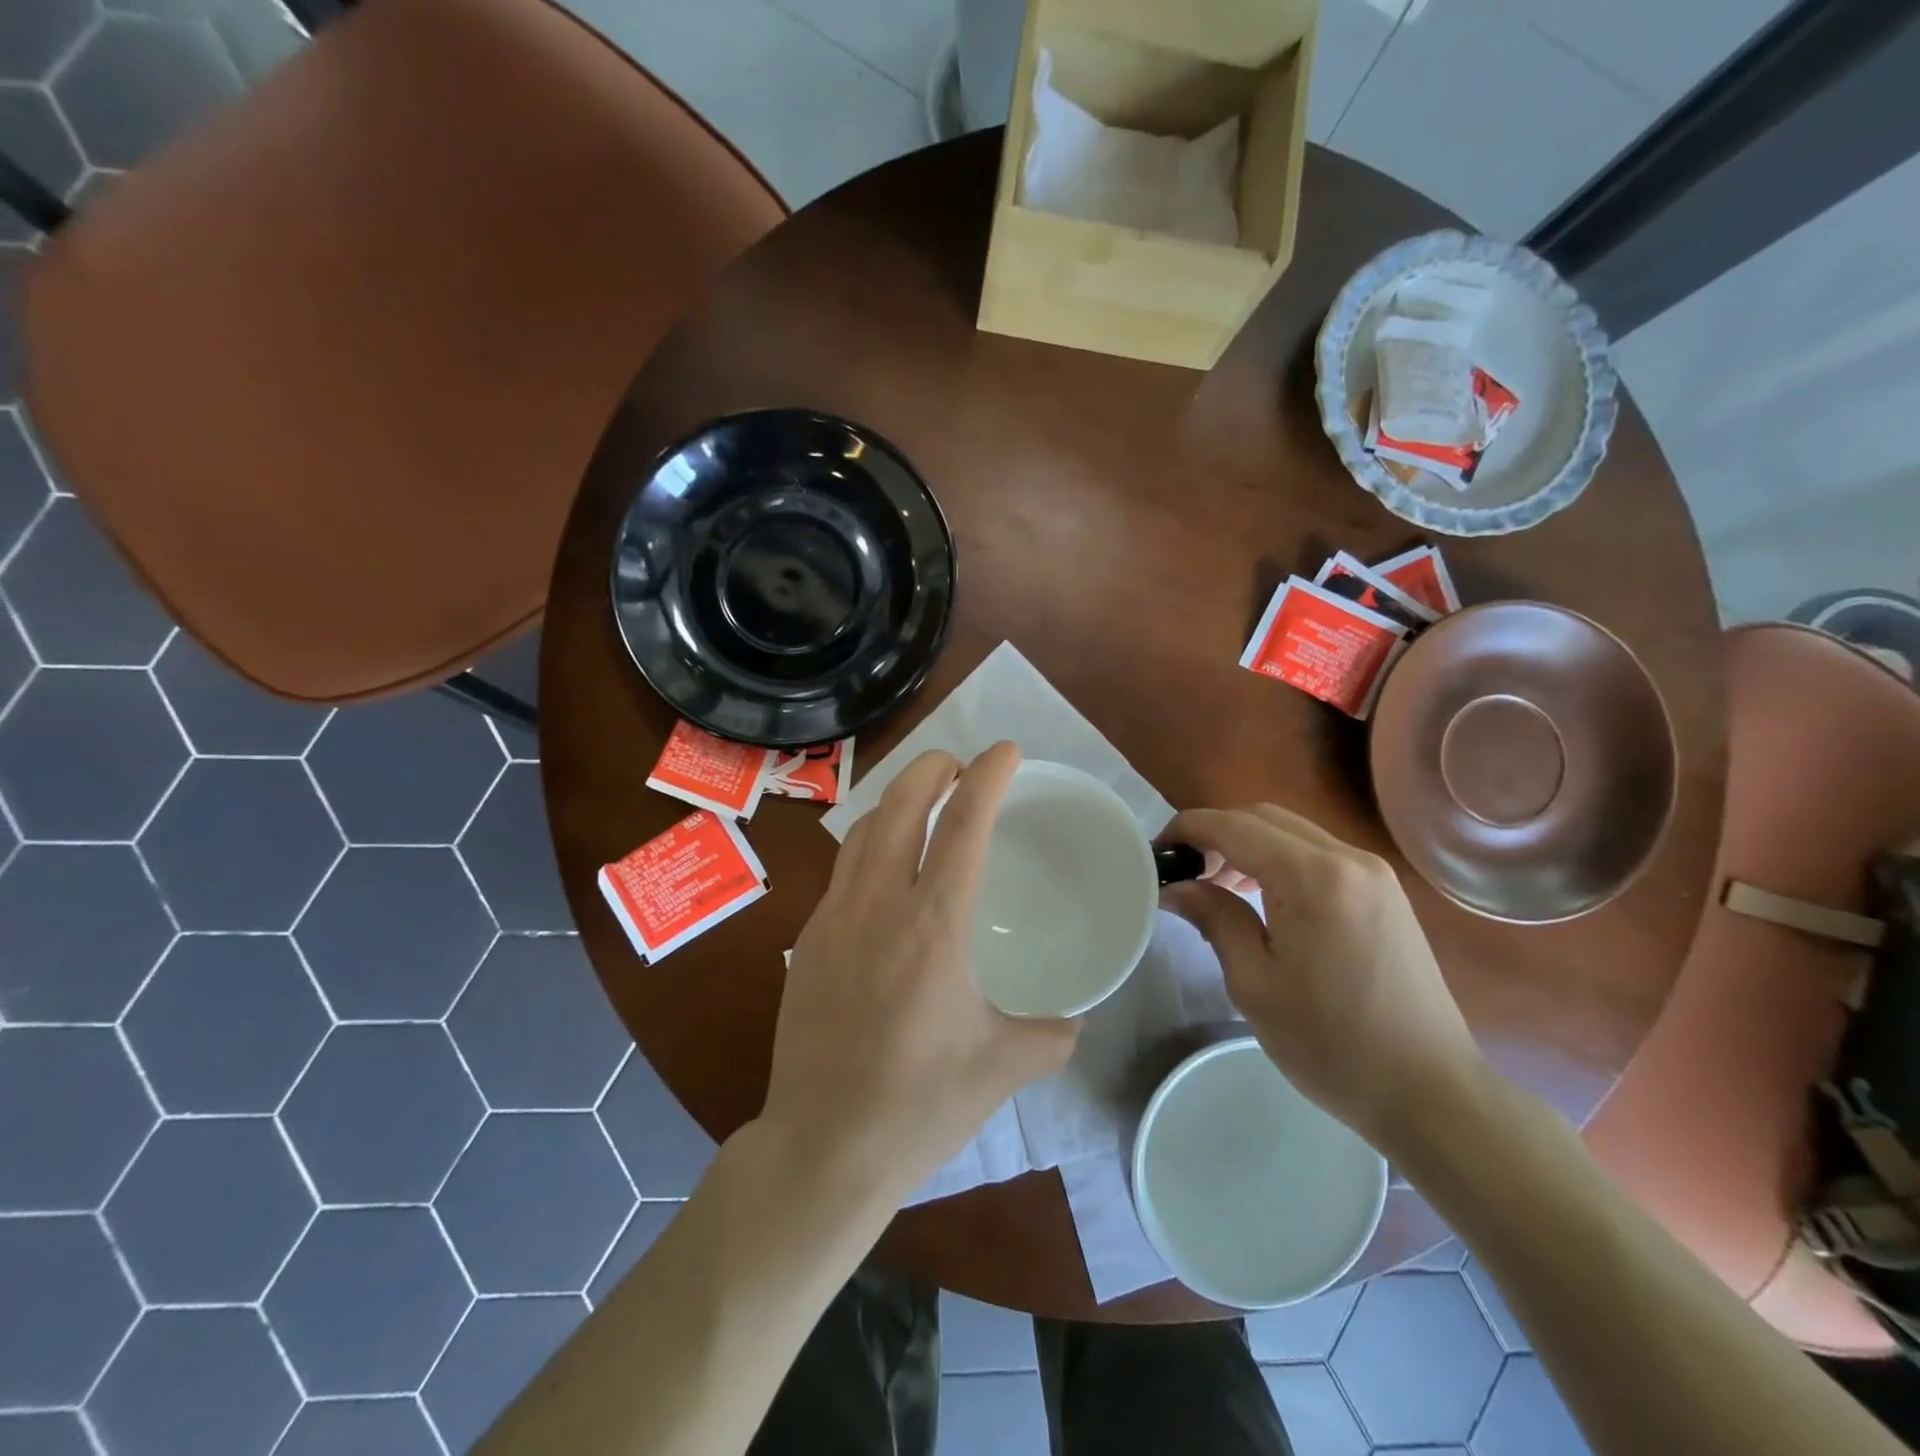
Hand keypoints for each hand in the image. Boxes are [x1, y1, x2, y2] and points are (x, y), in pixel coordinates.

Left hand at [761, 743, 1079, 1205]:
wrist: (822, 1148)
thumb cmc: (918, 1105)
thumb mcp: (1002, 1068)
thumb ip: (1050, 1035)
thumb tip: (1075, 1020)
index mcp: (932, 925)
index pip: (963, 825)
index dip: (987, 777)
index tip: (1006, 752)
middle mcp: (878, 905)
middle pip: (899, 805)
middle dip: (931, 769)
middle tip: (958, 765)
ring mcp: (833, 919)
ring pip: (862, 832)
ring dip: (895, 802)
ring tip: (922, 802)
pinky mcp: (807, 941)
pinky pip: (842, 870)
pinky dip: (870, 846)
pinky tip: (886, 872)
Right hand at [1159, 804, 1485, 1155]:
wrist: (1432, 1093)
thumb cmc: (1332, 1045)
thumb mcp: (1255, 984)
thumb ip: (1215, 919)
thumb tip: (1177, 888)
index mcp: (1312, 878)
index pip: (1233, 826)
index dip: (1187, 829)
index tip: (1157, 852)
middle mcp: (1347, 858)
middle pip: (1264, 817)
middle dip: (1216, 834)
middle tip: (1186, 873)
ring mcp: (1373, 873)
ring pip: (1292, 831)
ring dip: (1248, 845)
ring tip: (1219, 888)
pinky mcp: (1386, 892)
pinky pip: (1319, 854)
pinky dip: (1281, 860)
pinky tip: (1265, 899)